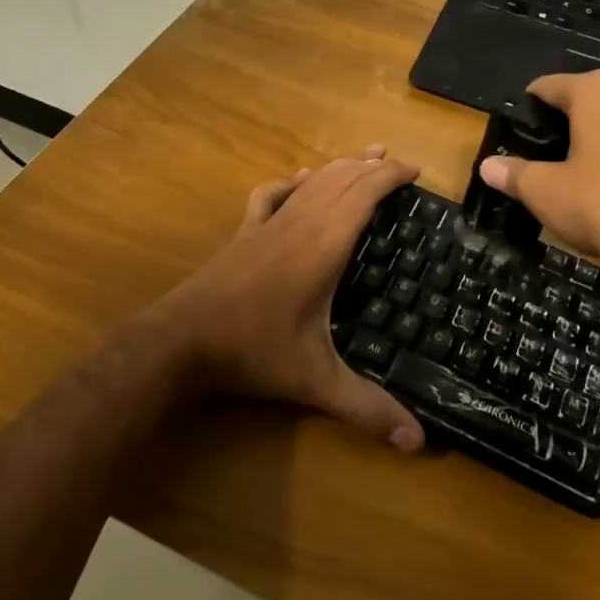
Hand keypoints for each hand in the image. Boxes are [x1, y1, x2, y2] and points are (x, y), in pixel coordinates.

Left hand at [159, 147, 425, 451]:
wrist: (181, 340)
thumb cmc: (253, 351)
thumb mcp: (315, 381)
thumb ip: (367, 408)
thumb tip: (418, 443)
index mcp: (324, 244)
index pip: (364, 193)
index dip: (391, 176)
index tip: (416, 172)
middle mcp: (301, 222)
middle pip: (342, 178)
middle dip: (373, 165)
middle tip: (400, 165)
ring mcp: (269, 222)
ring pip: (312, 180)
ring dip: (341, 165)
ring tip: (365, 156)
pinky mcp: (246, 230)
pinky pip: (273, 193)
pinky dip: (294, 181)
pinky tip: (300, 179)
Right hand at [476, 72, 599, 338]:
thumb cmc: (599, 204)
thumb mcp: (544, 190)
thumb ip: (513, 173)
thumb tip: (487, 166)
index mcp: (596, 90)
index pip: (546, 87)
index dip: (525, 112)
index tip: (513, 139)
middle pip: (579, 102)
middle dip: (558, 125)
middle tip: (538, 158)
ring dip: (587, 140)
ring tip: (566, 174)